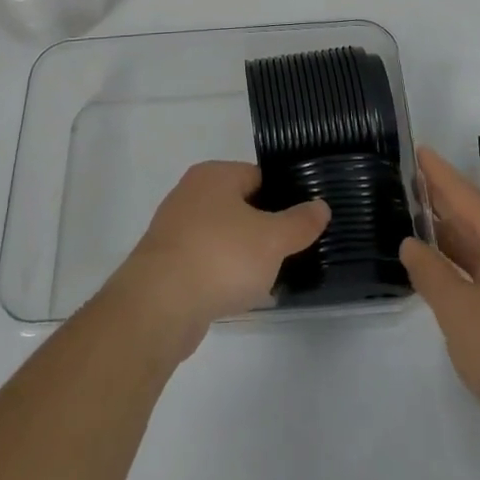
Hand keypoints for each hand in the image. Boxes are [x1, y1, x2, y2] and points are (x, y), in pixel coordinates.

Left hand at [108, 161, 329, 358]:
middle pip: (240, 206)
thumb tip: (321, 206)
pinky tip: (237, 297)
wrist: (159, 305)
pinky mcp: (165, 263)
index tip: (301, 225)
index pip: (259, 177)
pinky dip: (221, 275)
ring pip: (222, 236)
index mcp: (214, 174)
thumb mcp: (272, 239)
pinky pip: (204, 262)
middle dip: (263, 231)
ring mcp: (174, 228)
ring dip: (242, 256)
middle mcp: (190, 193)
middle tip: (288, 254)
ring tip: (267, 280)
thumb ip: (300, 222)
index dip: (283, 199)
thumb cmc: (220, 257)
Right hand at [400, 146, 479, 439]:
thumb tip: (412, 243)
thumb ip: (431, 274)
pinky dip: (474, 257)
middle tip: (408, 189)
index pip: (461, 191)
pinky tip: (455, 269)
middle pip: (476, 211)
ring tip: (422, 227)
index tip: (417, 149)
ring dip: (457, 234)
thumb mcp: (458, 314)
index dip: (435, 172)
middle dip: (443, 202)